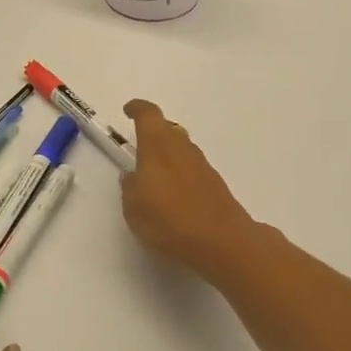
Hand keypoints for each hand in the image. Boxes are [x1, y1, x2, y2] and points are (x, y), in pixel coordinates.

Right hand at [121, 99, 258, 274]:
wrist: (222, 241)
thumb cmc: (169, 220)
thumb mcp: (134, 208)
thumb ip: (130, 187)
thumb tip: (132, 175)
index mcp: (158, 147)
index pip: (148, 115)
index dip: (137, 109)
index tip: (128, 110)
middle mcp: (182, 149)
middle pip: (168, 129)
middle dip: (153, 132)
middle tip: (140, 145)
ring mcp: (202, 166)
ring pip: (182, 148)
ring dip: (168, 153)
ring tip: (155, 174)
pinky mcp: (215, 184)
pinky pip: (192, 168)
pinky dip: (180, 172)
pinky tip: (174, 194)